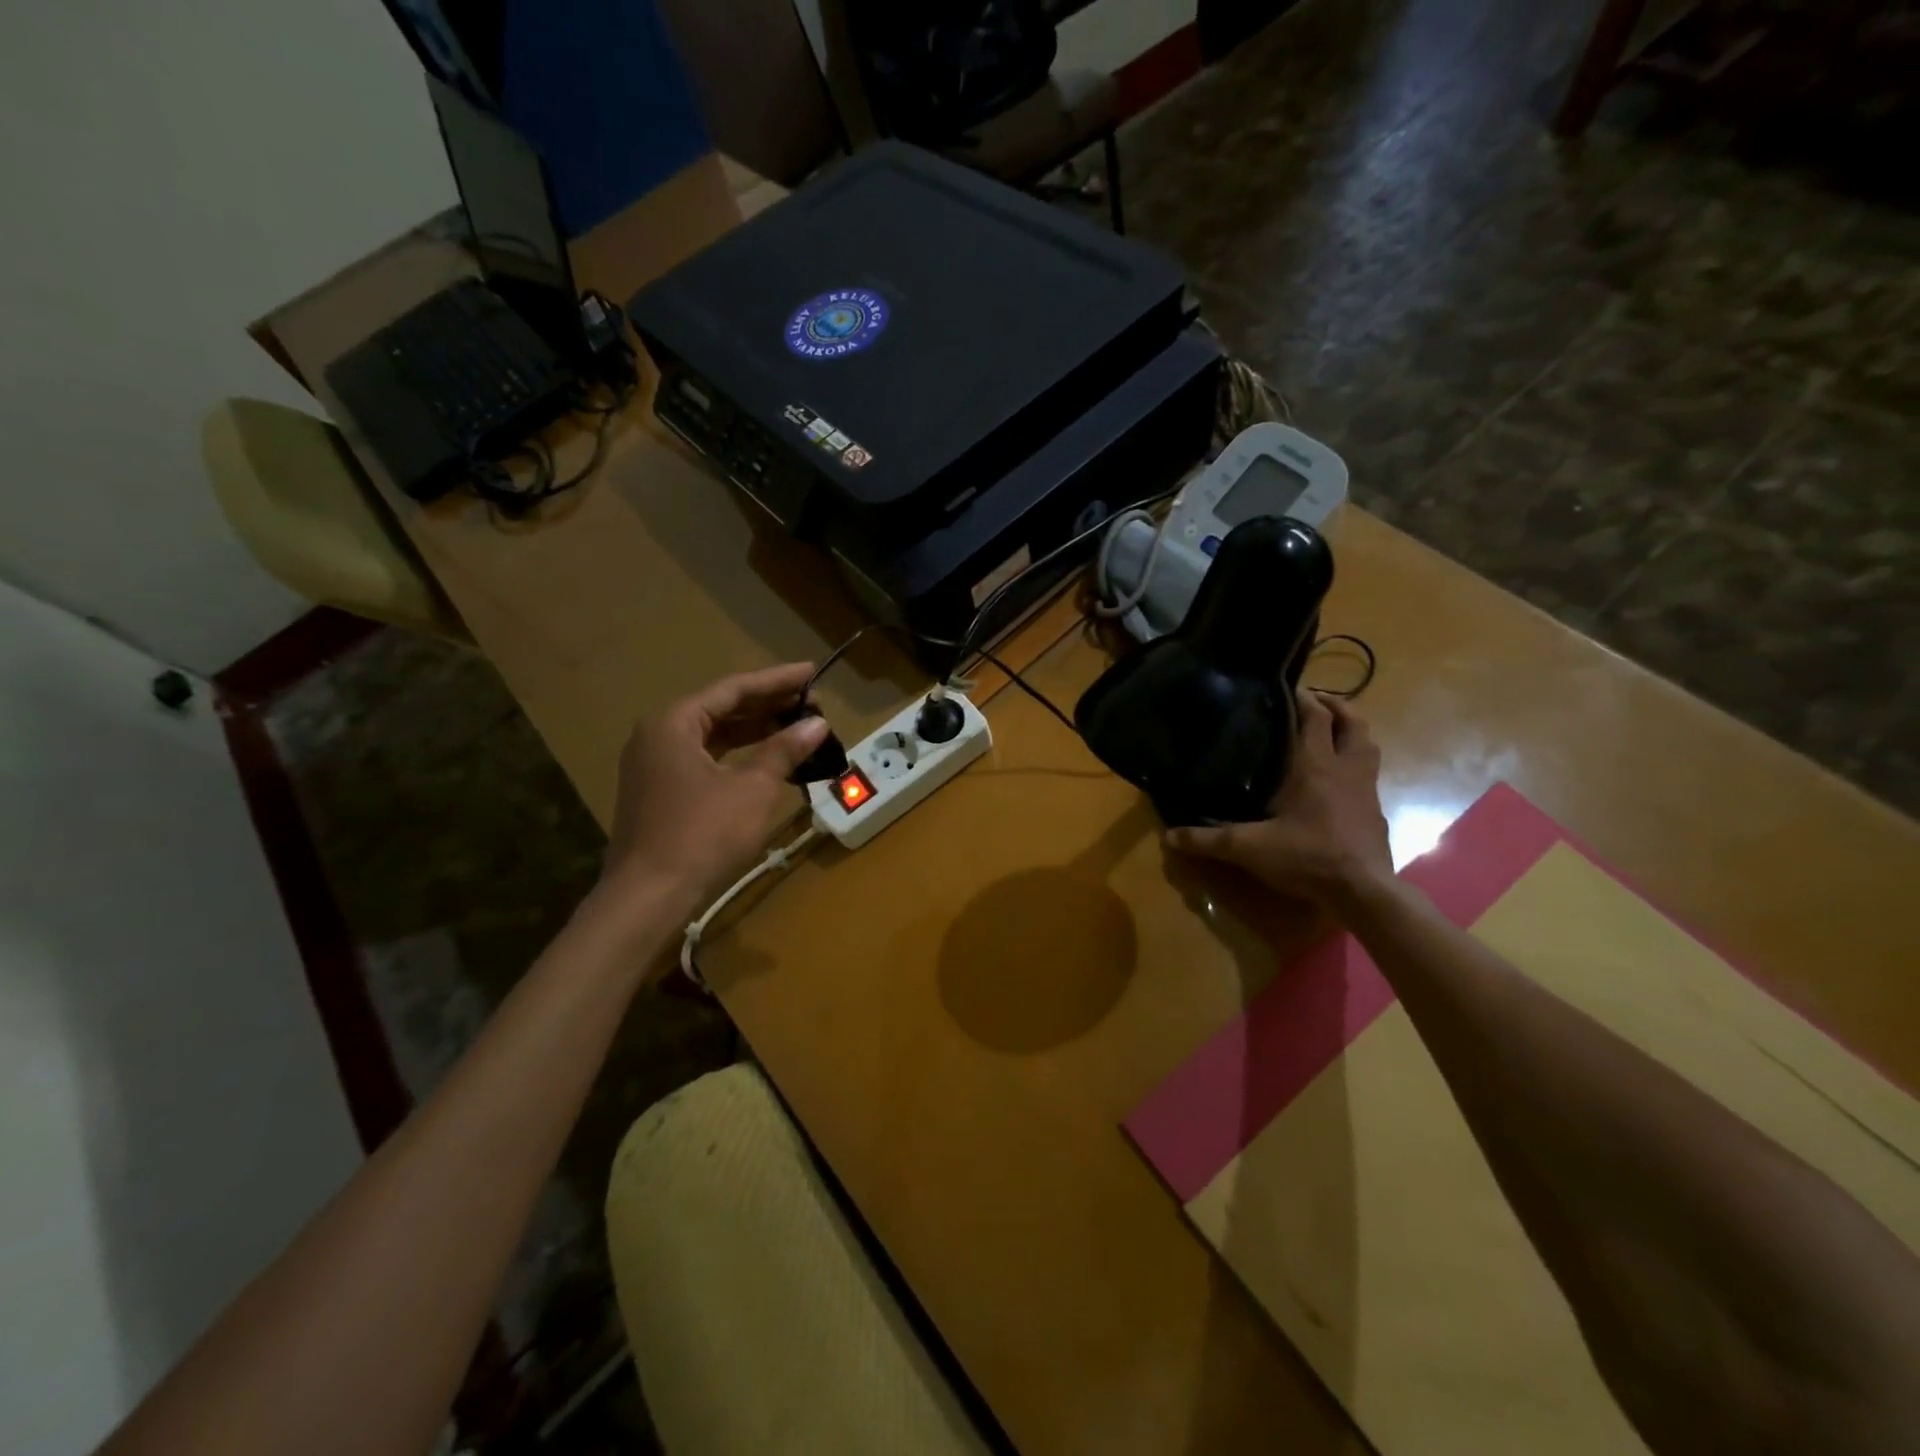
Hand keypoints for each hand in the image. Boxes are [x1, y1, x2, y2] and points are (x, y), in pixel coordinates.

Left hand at [601, 663, 828, 911]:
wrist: (649, 897)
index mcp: (674, 723)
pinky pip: (704, 759)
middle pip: (721, 709)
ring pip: (713, 736)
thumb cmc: (703, 834)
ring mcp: (655, 766)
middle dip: (767, 705)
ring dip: (755, 731)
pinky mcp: (659, 793)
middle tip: (811, 703)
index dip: (777, 680)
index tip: (811, 672)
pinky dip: (737, 756)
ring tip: (796, 727)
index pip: (733, 689)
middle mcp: (658, 736)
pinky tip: (767, 761)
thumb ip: (784, 750)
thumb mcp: (752, 788)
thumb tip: (816, 724)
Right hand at [1166, 689, 1392, 914]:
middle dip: (1335, 705)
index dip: (1304, 696)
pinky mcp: (1376, 811)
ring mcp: (1365, 788)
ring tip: (1329, 731)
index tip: (1285, 686)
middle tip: (1312, 701)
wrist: (1362, 891)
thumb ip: (1209, 840)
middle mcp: (1345, 768)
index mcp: (1315, 765)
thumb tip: (1168, 836)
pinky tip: (1337, 779)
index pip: (1316, 716)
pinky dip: (1355, 764)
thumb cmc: (1308, 856)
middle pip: (1352, 721)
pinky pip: (1368, 773)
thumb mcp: (1249, 848)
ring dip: (1351, 730)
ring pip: (1368, 744)